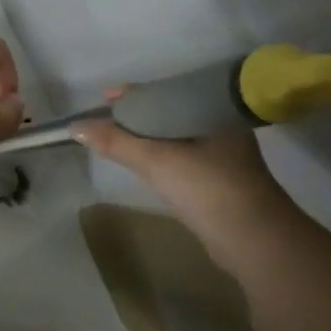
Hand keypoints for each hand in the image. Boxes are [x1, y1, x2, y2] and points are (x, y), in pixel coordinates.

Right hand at [75, 86, 287, 222]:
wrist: (254, 240)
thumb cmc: (207, 188)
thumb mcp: (156, 160)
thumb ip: (115, 142)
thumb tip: (75, 127)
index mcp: (212, 109)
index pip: (166, 90)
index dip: (133, 94)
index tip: (104, 98)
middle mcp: (221, 125)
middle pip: (170, 111)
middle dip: (138, 114)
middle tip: (106, 119)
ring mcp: (224, 154)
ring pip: (177, 135)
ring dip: (148, 135)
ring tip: (118, 138)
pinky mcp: (221, 180)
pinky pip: (184, 156)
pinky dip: (162, 155)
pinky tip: (145, 162)